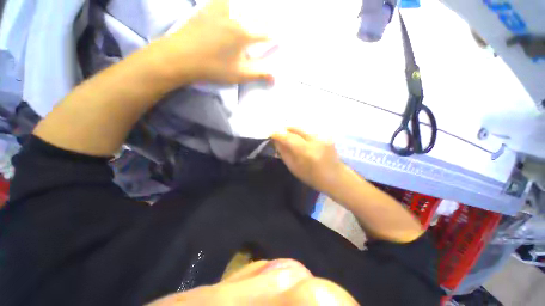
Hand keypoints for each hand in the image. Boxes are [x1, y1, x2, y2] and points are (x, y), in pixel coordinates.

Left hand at [161, 0, 273, 83]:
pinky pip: (227, 0)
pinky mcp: (210, 5)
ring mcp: (222, 7)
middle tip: (270, 25)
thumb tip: (275, 77)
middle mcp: (236, 15)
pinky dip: (236, 4)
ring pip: (244, 3)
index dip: (275, 36)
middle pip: (258, 13)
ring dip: (253, 8)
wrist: (181, 56)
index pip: (267, 32)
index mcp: (245, 34)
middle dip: (267, 19)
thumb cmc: (213, 68)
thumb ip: (259, 74)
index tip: (279, 39)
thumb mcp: (239, 75)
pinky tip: (237, 7)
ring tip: (258, 14)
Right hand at [272, 128, 347, 193]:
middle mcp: (315, 140)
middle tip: (278, 135)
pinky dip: (300, 134)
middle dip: (284, 130)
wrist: (336, 177)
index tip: (270, 134)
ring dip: (292, 132)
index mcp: (307, 152)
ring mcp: (322, 136)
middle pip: (296, 128)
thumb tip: (275, 140)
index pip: (289, 137)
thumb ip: (284, 152)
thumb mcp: (294, 168)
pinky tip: (299, 141)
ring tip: (288, 138)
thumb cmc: (313, 177)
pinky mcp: (325, 135)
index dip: (278, 134)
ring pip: (301, 129)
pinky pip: (308, 131)